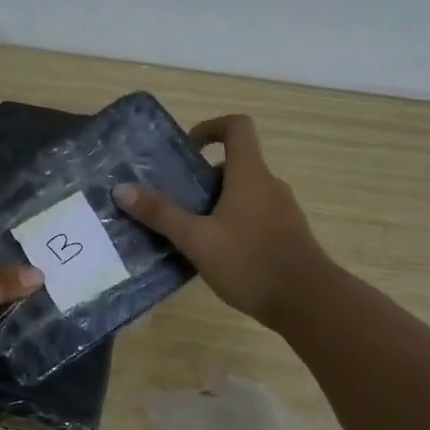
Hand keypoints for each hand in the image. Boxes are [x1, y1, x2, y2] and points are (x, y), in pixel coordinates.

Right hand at [113, 115, 330, 329]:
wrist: (308, 301)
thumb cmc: (250, 261)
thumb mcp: (196, 239)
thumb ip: (160, 213)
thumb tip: (121, 189)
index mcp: (250, 175)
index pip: (237, 128)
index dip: (211, 128)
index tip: (186, 149)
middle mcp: (269, 186)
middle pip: (234, 165)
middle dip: (201, 178)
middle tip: (173, 201)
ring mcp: (281, 212)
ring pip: (243, 194)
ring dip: (214, 204)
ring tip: (186, 231)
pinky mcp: (285, 236)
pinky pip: (253, 217)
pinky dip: (230, 224)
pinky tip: (212, 253)